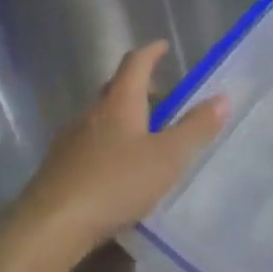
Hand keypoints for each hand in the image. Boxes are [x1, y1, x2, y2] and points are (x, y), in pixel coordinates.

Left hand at [14, 42, 227, 265]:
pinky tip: (119, 169)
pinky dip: (110, 144)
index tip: (163, 46)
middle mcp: (92, 113)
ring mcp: (71, 140)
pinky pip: (90, 143)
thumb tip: (222, 97)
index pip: (135, 64)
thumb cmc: (115, 183)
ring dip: (124, 118)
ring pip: (102, 118)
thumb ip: (195, 128)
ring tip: (146, 136)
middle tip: (164, 97)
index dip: (151, 52)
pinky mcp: (59, 167)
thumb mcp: (166, 158)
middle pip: (116, 89)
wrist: (51, 225)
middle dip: (140, 88)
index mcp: (119, 103)